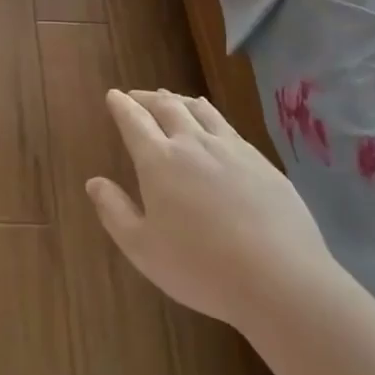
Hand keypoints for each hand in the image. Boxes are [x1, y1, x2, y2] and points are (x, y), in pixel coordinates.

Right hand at [87, 90, 335, 328]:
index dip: (121, 105)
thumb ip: (115, 212)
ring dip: (179, 100)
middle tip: (137, 96)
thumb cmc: (201, 267)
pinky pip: (228, 125)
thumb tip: (93, 182)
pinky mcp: (261, 161)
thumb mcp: (143, 249)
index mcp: (159, 160)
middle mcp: (192, 143)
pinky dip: (210, 115)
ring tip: (171, 99)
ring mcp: (231, 148)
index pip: (134, 120)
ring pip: (200, 110)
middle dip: (147, 98)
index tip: (113, 96)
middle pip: (166, 106)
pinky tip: (213, 125)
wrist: (281, 278)